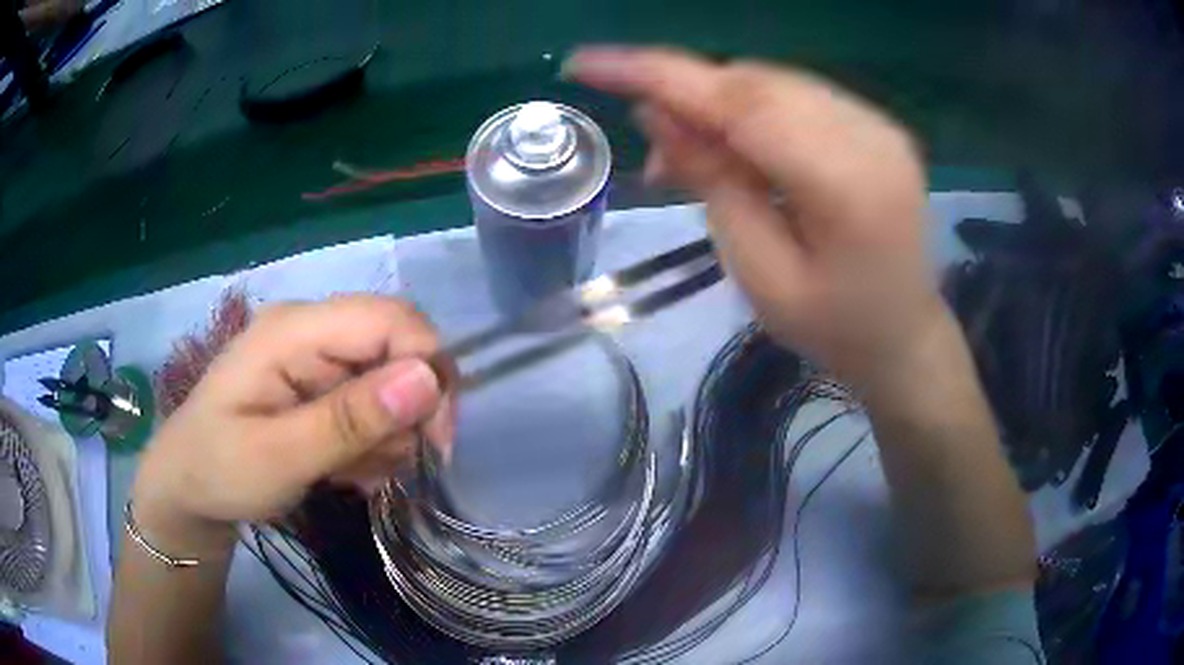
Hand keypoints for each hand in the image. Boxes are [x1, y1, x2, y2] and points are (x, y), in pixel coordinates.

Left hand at [131, 296, 452, 552]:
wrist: (187, 489)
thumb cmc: (218, 470)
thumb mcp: (279, 456)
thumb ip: (349, 420)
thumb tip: (427, 379)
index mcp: (294, 330)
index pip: (391, 319)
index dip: (429, 369)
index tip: (436, 441)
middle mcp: (310, 330)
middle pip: (397, 347)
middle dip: (409, 411)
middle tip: (392, 466)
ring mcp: (314, 357)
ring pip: (391, 382)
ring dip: (389, 435)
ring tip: (354, 474)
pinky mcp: (317, 383)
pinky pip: (372, 404)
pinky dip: (373, 442)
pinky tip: (347, 470)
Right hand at [564, 47, 951, 392]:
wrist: (905, 337)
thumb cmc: (833, 329)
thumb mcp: (760, 275)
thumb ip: (713, 183)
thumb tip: (657, 113)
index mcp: (847, 184)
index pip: (739, 101)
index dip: (658, 73)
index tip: (587, 61)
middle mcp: (871, 135)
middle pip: (755, 82)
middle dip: (688, 96)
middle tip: (656, 150)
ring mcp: (880, 124)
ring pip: (773, 82)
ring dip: (720, 104)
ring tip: (696, 157)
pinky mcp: (878, 125)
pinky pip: (798, 95)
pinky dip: (754, 109)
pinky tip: (743, 147)